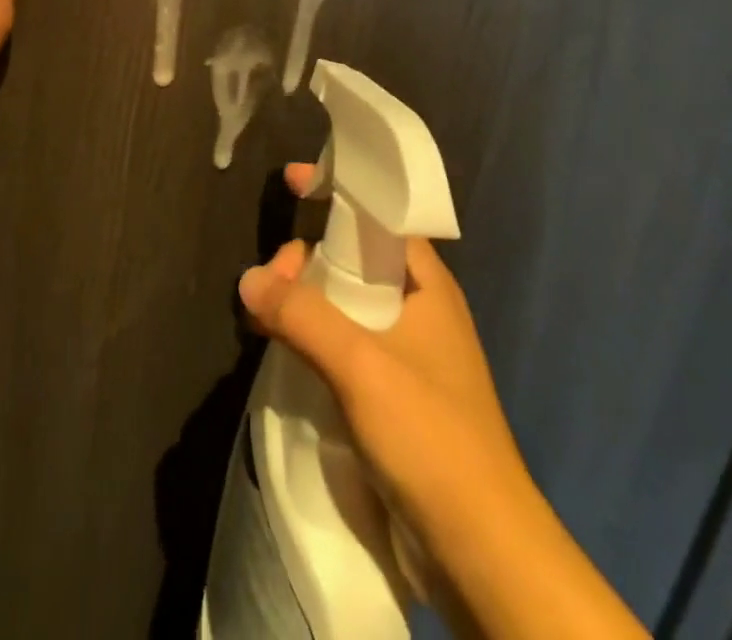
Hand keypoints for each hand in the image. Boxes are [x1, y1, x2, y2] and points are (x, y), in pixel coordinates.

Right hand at [238, 164, 647, 639]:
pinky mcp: (394, 395)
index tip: (291, 179)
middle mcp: (419, 309)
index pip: (378, 216)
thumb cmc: (431, 438)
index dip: (337, 192)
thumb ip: (302, 315)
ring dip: (306, 299)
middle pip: (354, 257)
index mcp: (427, 285)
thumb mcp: (361, 365)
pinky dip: (313, 335)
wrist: (482, 553)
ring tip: (266, 313)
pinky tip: (284, 347)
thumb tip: (249, 280)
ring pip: (346, 302)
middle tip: (272, 279)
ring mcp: (408, 354)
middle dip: (308, 256)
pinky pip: (345, 343)